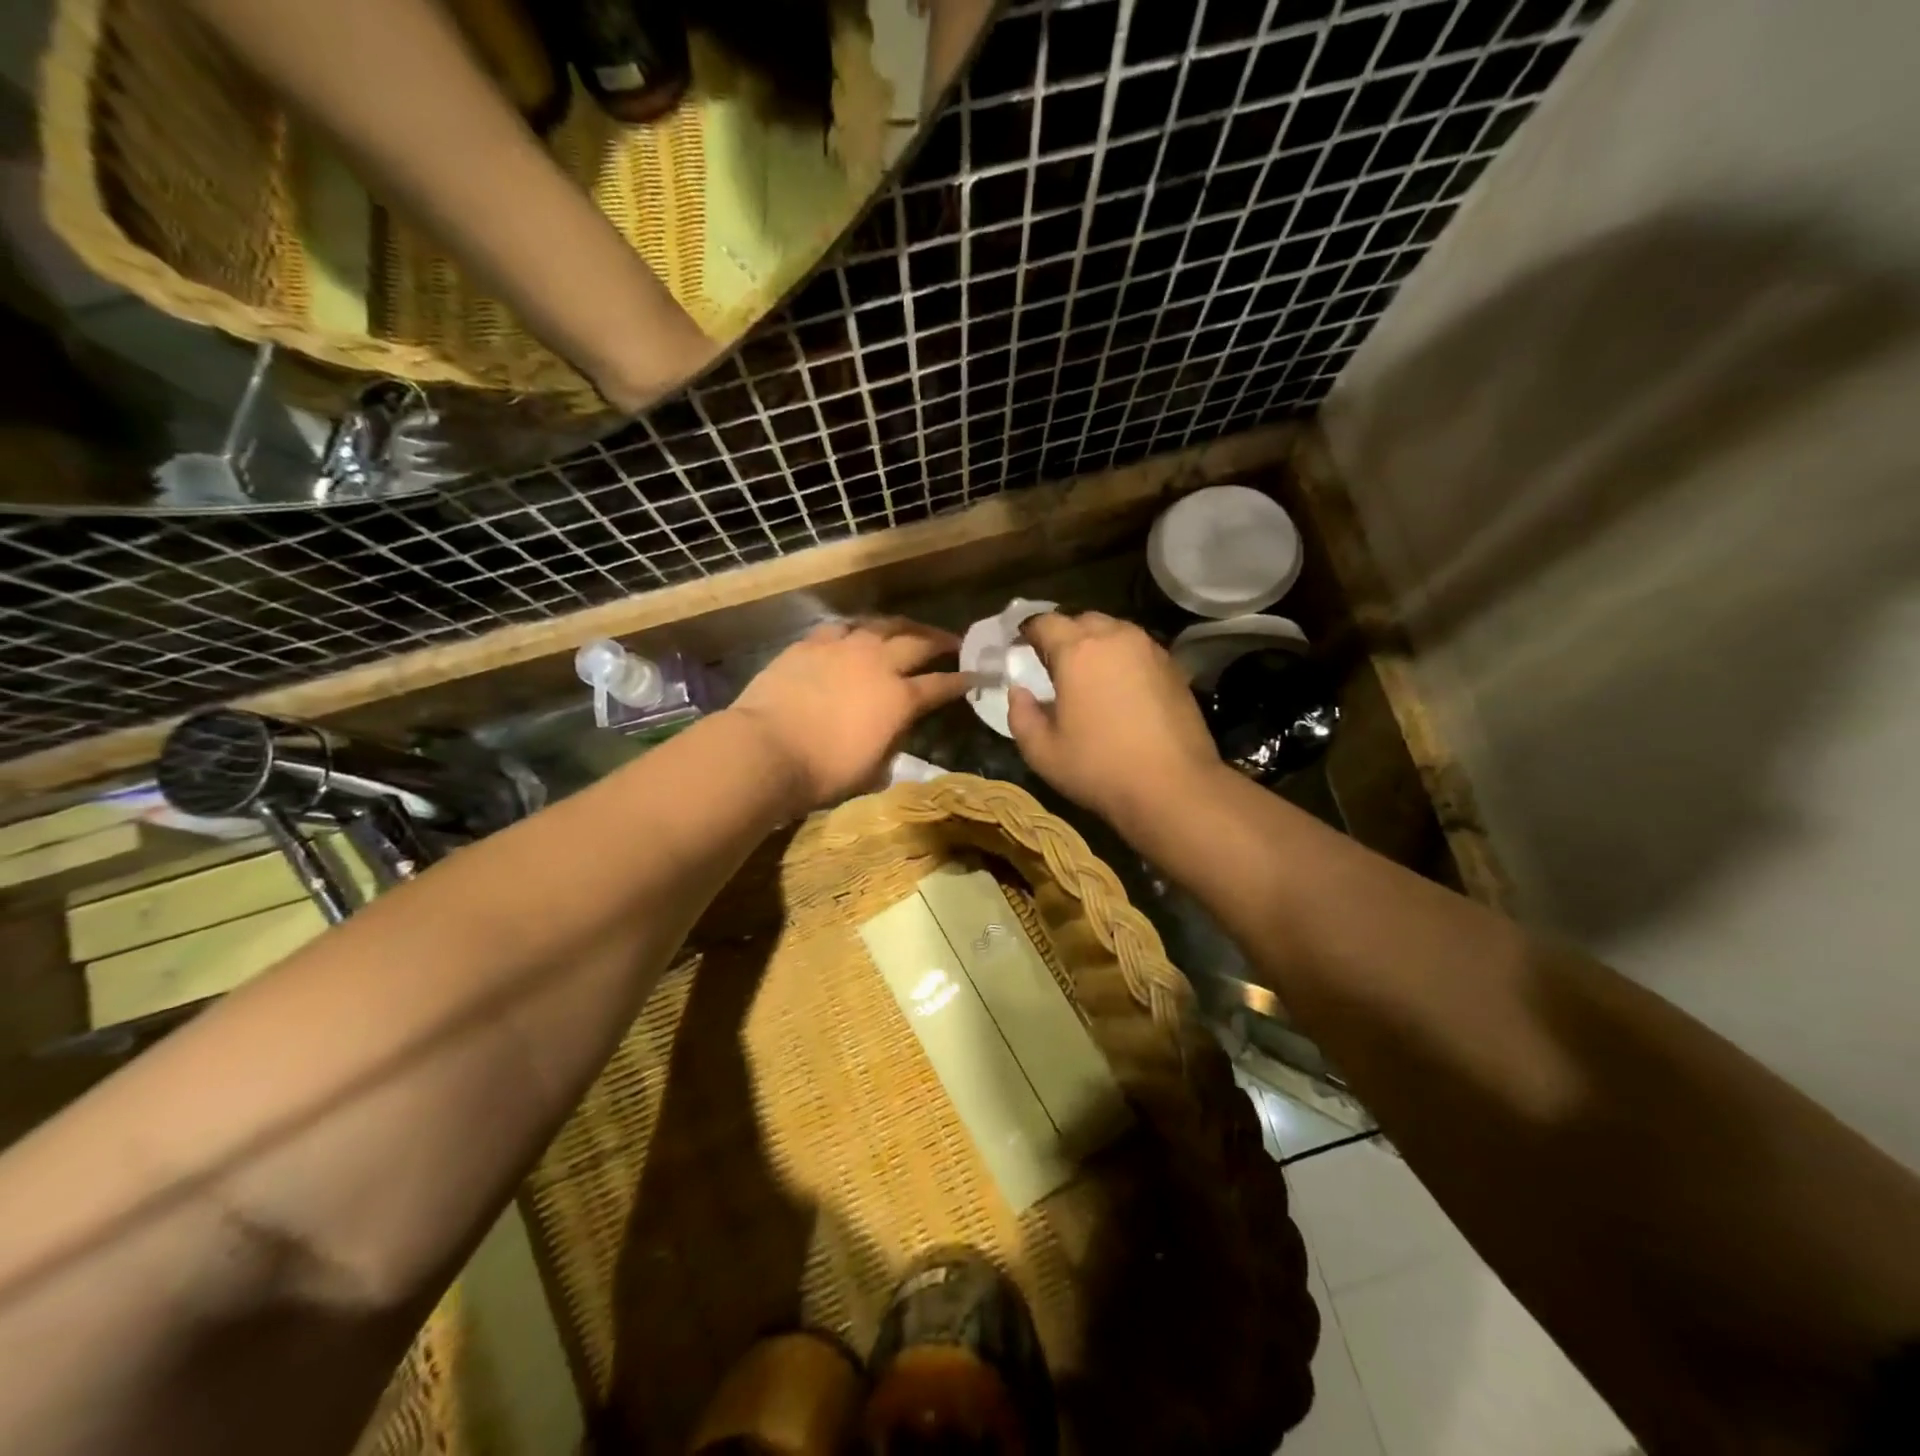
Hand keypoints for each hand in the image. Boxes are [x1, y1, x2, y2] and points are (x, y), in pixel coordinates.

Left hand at [729, 617, 968, 812]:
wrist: (766, 749)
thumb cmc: (824, 771)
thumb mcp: (873, 770)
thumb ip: (892, 744)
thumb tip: (897, 730)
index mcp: (900, 698)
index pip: (942, 685)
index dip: (962, 681)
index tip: (977, 676)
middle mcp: (878, 663)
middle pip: (918, 642)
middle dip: (940, 641)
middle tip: (952, 642)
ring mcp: (843, 647)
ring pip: (882, 624)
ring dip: (902, 626)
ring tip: (910, 629)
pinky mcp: (811, 643)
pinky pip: (842, 627)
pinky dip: (858, 629)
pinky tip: (858, 633)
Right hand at [1008, 612, 1223, 830]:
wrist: (1173, 787)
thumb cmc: (1099, 768)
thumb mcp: (1042, 752)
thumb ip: (1021, 715)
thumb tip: (1019, 692)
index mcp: (1077, 651)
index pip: (1045, 622)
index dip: (1029, 632)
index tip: (1021, 648)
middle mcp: (1115, 638)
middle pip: (1082, 620)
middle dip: (1064, 635)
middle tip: (1054, 665)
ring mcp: (1150, 650)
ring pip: (1114, 631)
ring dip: (1096, 645)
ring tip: (1088, 675)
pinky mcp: (1174, 667)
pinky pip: (1138, 650)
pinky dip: (1122, 659)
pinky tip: (1120, 689)